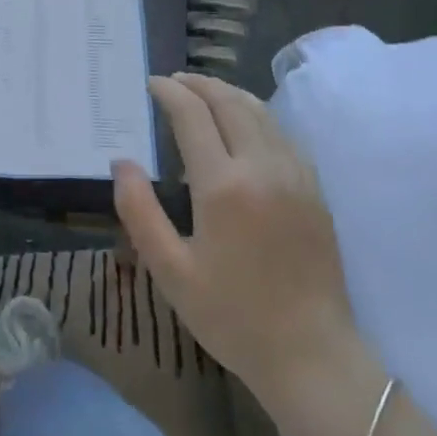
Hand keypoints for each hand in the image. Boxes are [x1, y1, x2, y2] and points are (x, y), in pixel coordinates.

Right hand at [114, 73, 357, 415]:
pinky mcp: (315, 189)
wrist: (311, 354)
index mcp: (222, 185)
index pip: (192, 116)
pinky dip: (256, 114)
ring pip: (260, 112)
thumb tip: (121, 162)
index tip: (151, 84)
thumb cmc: (231, 315)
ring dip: (228, 93)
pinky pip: (282, 133)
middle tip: (173, 81)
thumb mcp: (170, 270)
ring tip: (204, 92)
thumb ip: (139, 210)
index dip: (169, 92)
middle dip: (198, 84)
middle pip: (229, 103)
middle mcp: (262, 167)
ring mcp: (295, 175)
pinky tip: (244, 124)